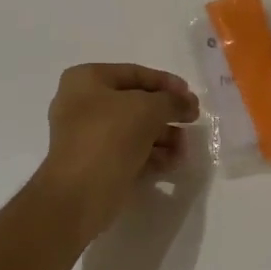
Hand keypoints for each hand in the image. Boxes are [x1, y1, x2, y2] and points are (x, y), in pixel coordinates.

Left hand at [39, 63, 197, 245]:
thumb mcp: (148, 109)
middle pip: (134, 103)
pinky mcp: (94, 164)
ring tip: (184, 149)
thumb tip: (187, 104)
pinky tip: (172, 163)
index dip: (166, 82)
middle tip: (192, 121)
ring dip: (163, 136)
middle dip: (166, 113)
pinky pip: (127, 152)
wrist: (78, 196)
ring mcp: (86, 136)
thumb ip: (172, 101)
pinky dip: (150, 155)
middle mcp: (82, 104)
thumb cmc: (109, 137)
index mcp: (86, 79)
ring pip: (133, 130)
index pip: (134, 73)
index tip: (190, 95)